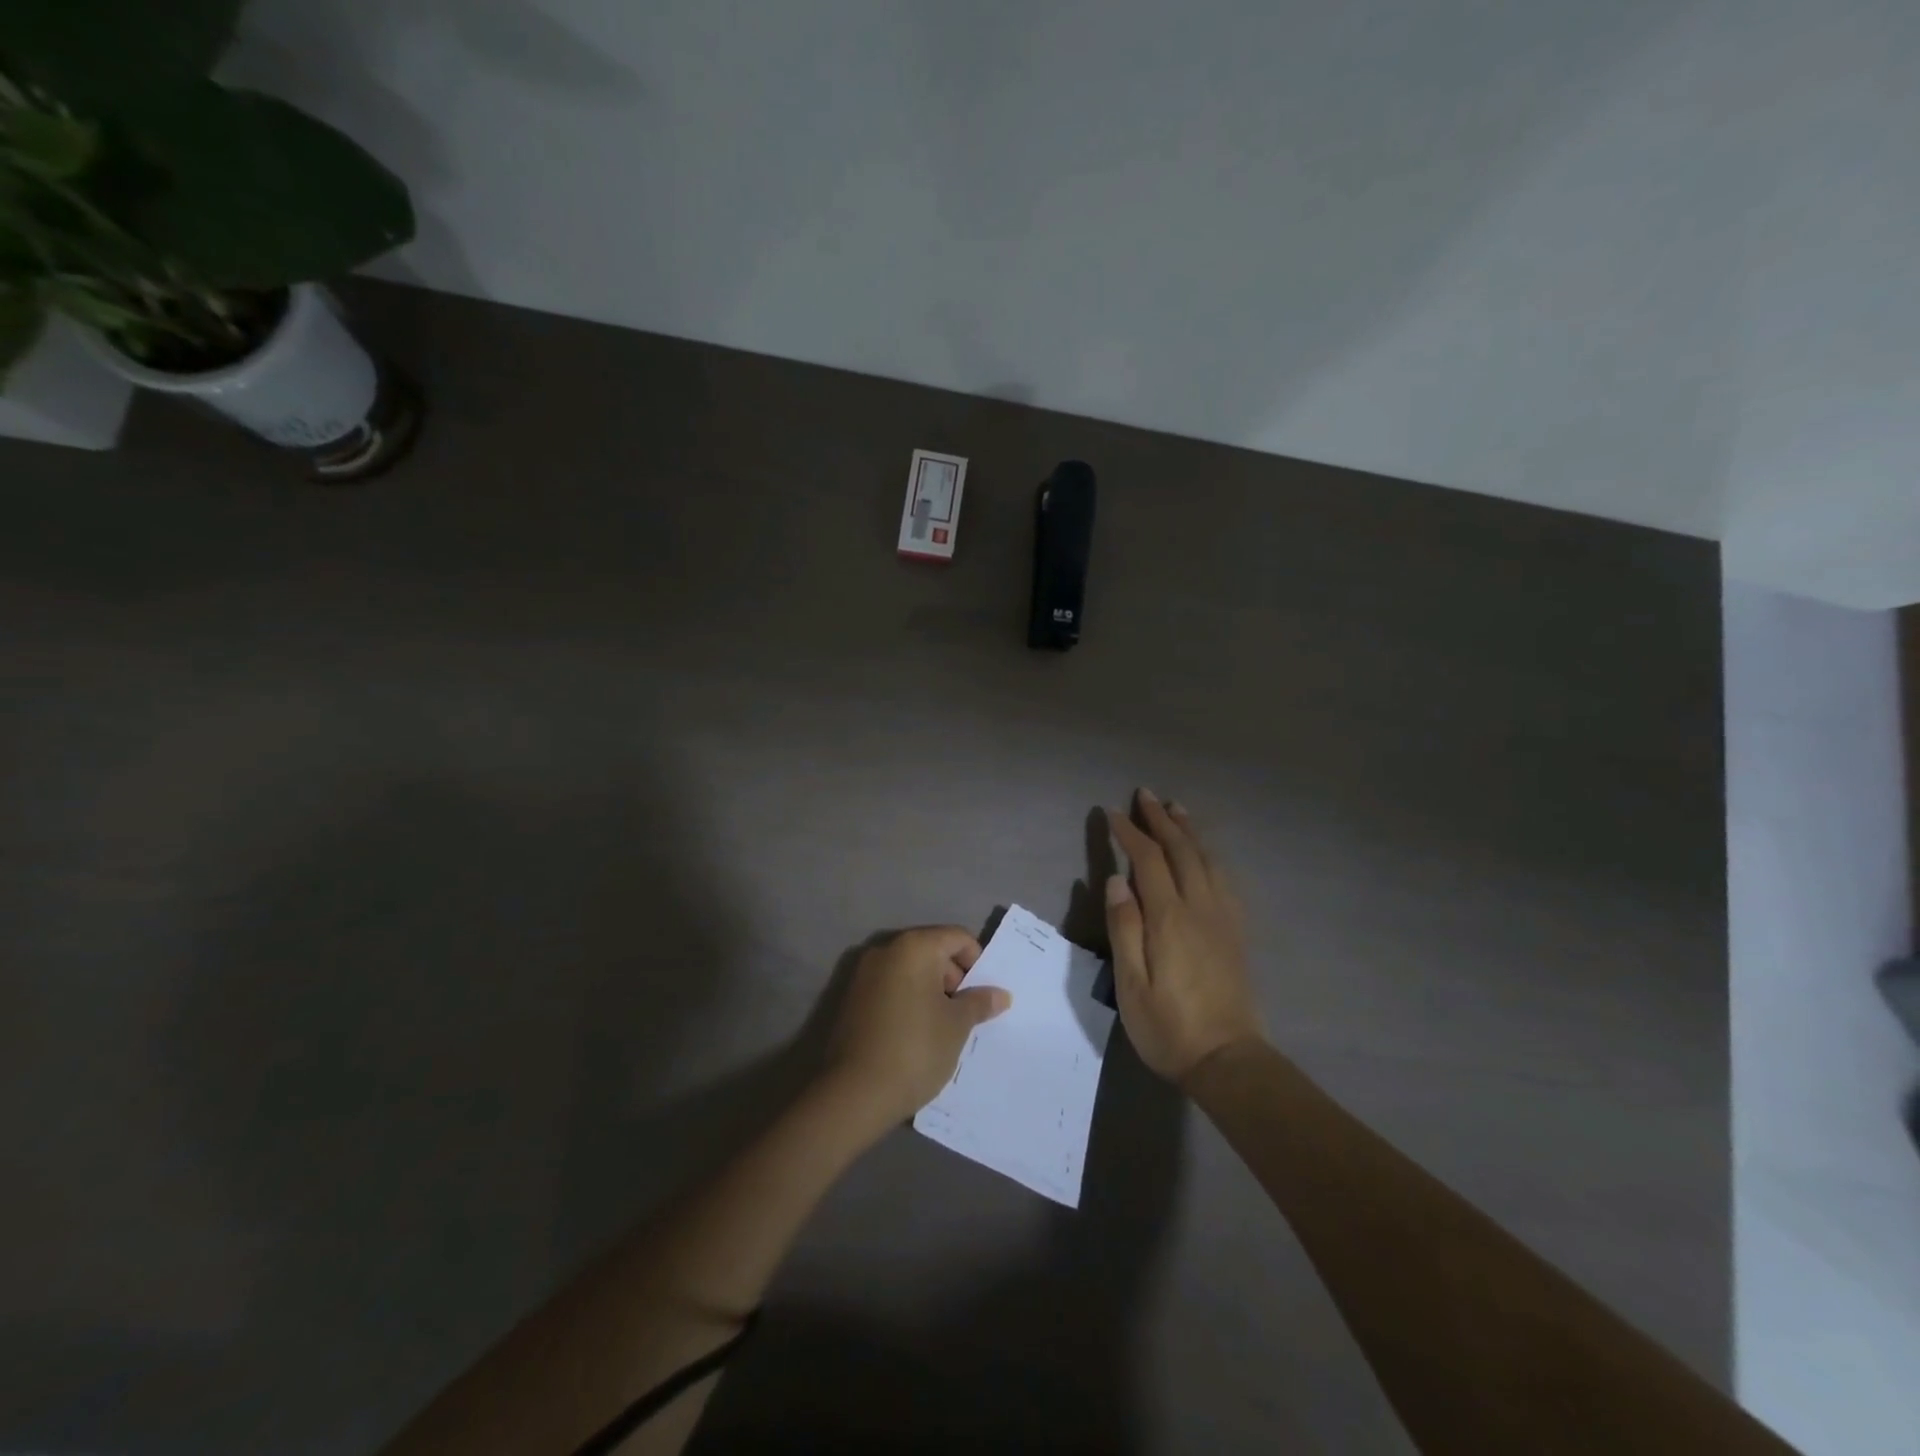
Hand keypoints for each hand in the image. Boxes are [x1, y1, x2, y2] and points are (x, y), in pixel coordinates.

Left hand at [823, 926, 1011, 1129]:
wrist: (854, 1094)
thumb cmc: (915, 1049)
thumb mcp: (957, 1026)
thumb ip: (979, 1003)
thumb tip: (1000, 994)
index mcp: (914, 947)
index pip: (957, 937)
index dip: (977, 962)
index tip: (983, 995)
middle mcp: (886, 950)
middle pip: (932, 950)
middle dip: (954, 978)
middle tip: (966, 1015)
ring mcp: (864, 974)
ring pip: (910, 971)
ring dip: (931, 991)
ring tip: (943, 1028)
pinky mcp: (852, 998)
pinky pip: (891, 988)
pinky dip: (909, 1001)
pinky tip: (917, 1034)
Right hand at [1106, 790, 1265, 1086]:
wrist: (1228, 1060)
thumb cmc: (1168, 1026)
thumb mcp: (1132, 984)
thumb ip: (1124, 928)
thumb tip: (1116, 880)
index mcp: (1170, 918)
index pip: (1149, 861)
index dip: (1130, 833)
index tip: (1112, 813)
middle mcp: (1200, 908)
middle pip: (1182, 851)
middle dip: (1161, 820)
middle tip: (1145, 795)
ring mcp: (1223, 918)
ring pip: (1207, 860)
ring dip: (1189, 830)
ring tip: (1176, 808)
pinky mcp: (1236, 932)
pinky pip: (1224, 878)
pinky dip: (1210, 854)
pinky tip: (1205, 853)